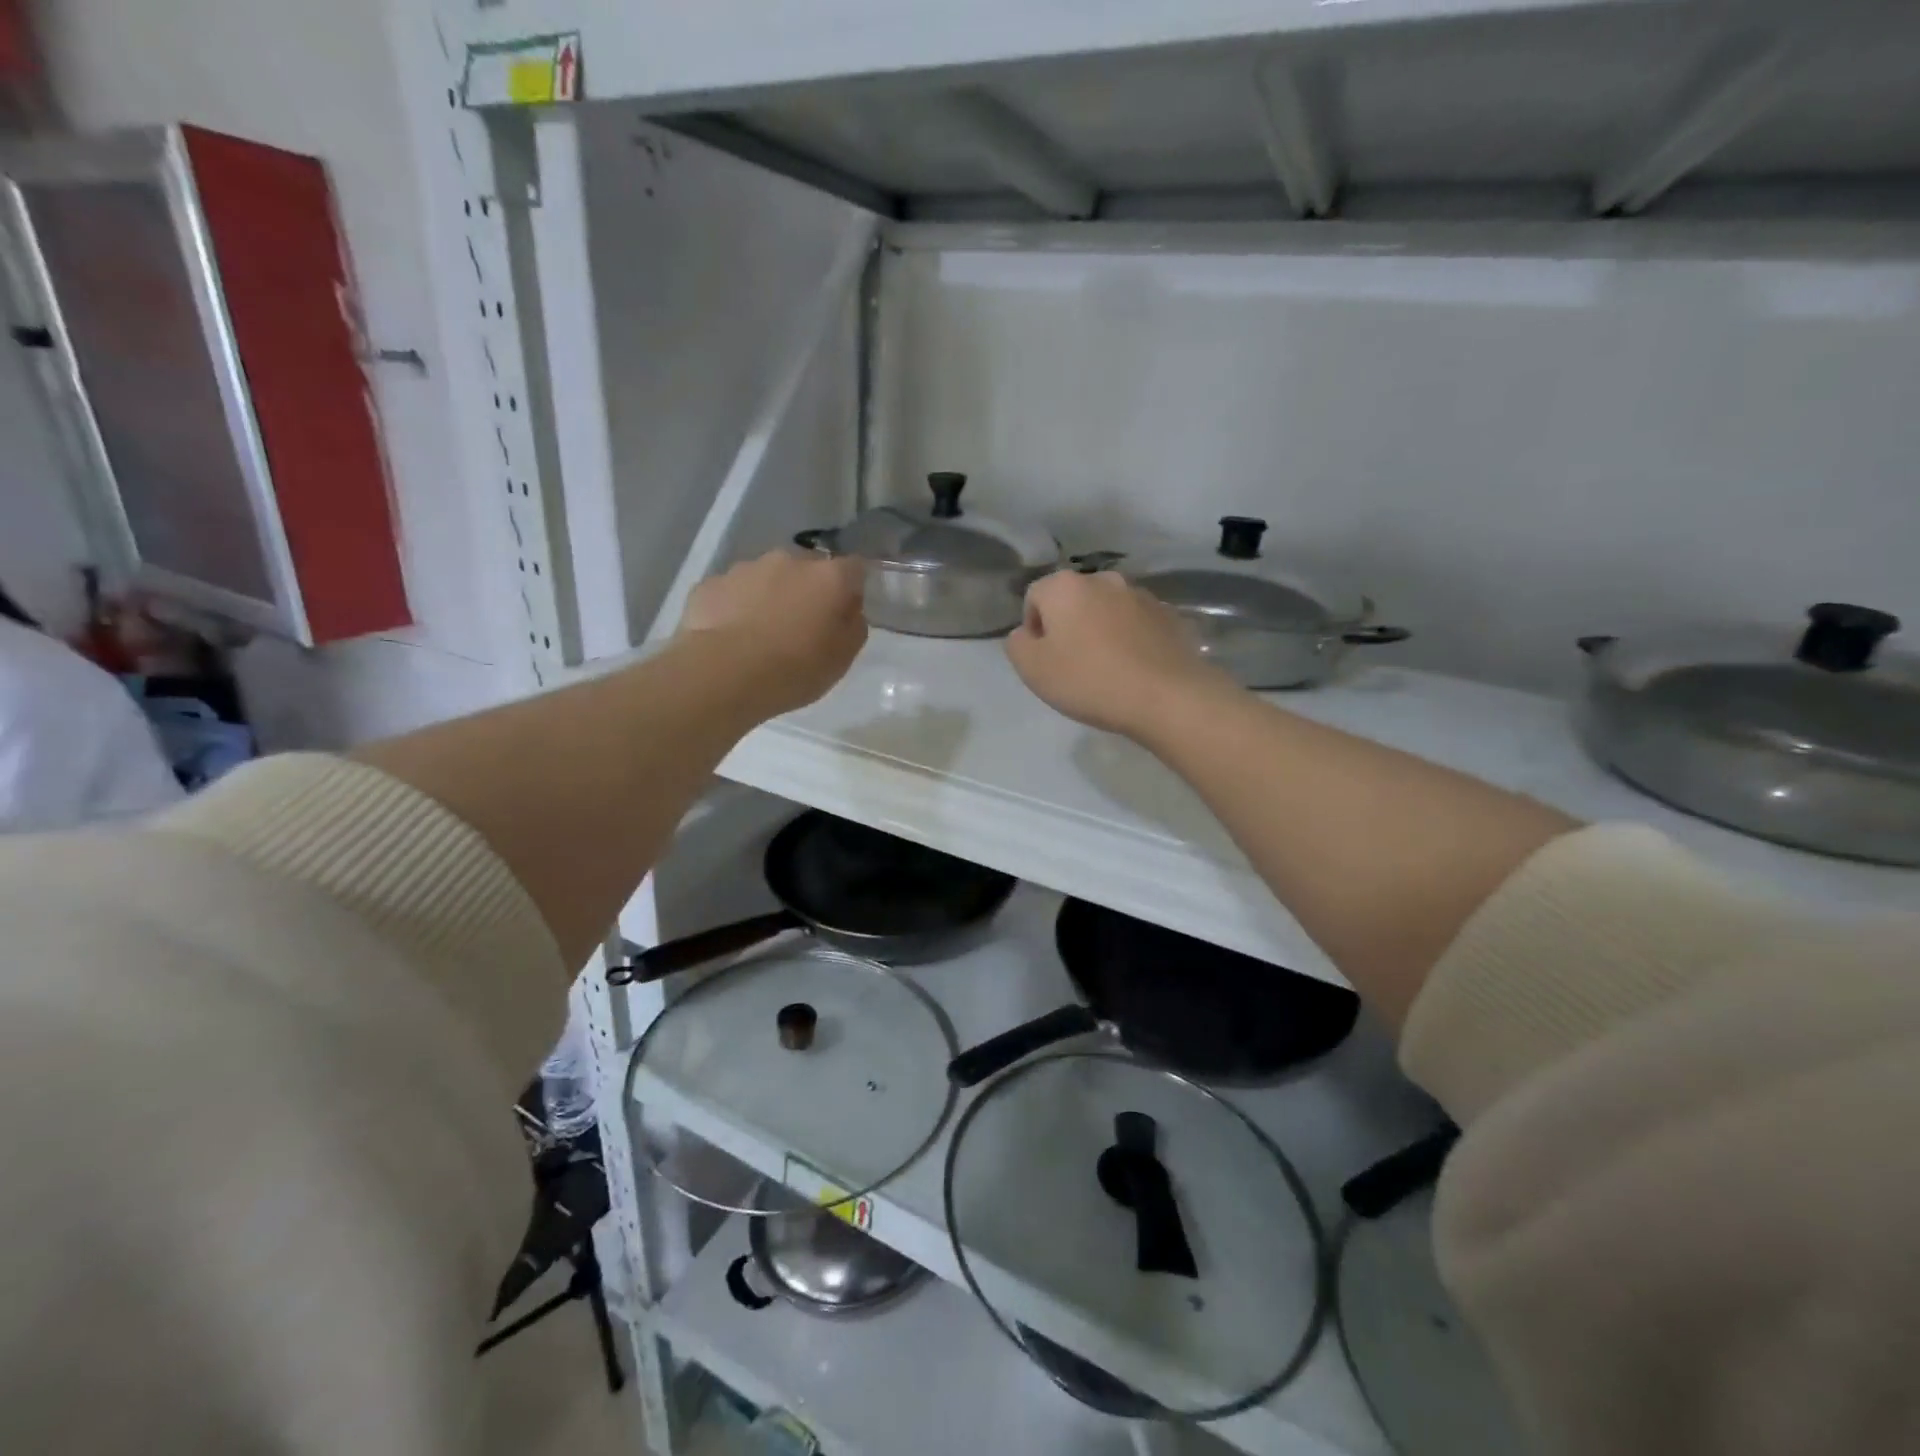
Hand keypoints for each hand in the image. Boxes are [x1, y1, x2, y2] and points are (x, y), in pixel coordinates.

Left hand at [680, 551, 867, 715]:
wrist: (724, 674)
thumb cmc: (795, 669)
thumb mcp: (843, 658)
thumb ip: (853, 626)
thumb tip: (849, 610)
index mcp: (828, 577)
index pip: (854, 568)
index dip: (851, 588)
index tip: (845, 612)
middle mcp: (789, 561)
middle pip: (806, 569)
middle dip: (807, 590)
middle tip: (801, 627)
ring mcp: (745, 568)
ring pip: (767, 578)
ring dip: (770, 597)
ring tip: (760, 635)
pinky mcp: (710, 584)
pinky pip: (732, 592)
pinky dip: (735, 608)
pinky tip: (731, 637)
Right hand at [1006, 570, 1233, 737]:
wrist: (1166, 696)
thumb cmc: (1089, 681)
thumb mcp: (1033, 669)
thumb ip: (1017, 644)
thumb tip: (1026, 633)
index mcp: (1065, 587)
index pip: (1034, 597)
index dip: (1033, 628)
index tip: (1043, 660)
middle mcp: (1103, 579)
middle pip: (1073, 599)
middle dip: (1068, 625)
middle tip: (1072, 665)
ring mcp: (1141, 595)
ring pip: (1107, 610)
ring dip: (1100, 630)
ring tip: (1106, 668)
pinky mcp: (1169, 615)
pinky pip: (1137, 624)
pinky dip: (1130, 639)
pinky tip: (1133, 669)